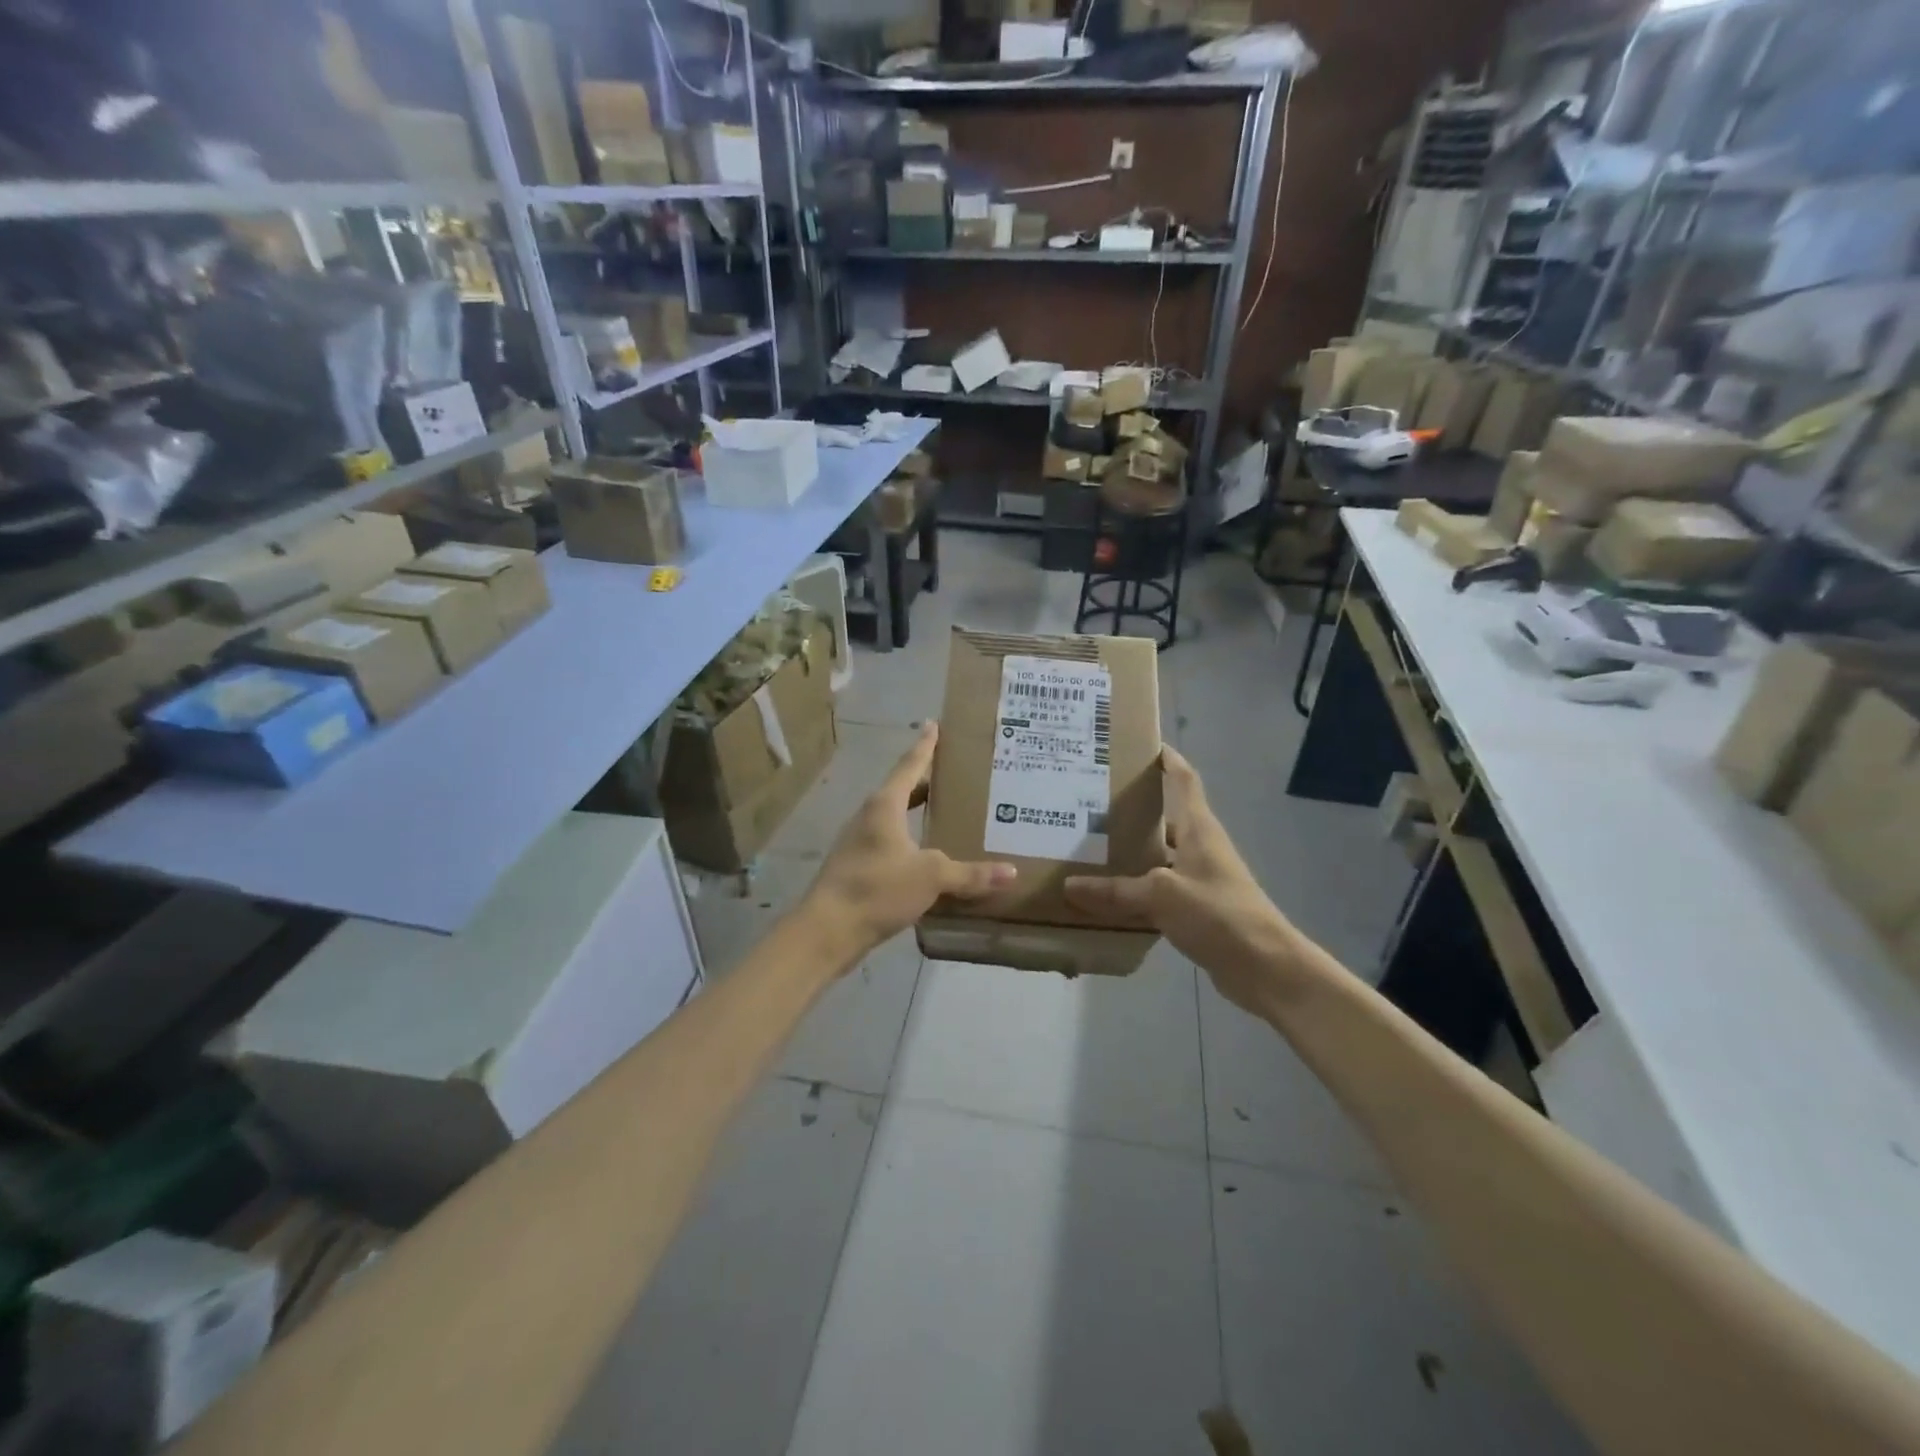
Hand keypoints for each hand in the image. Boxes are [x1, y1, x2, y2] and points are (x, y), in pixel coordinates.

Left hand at [800, 722, 1015, 967]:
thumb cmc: (877, 889)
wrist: (826, 930)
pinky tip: (926, 853)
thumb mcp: (931, 877)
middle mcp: (869, 816)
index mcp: (885, 805)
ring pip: (894, 816)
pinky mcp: (857, 866)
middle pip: (901, 789)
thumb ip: (970, 874)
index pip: (910, 766)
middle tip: (954, 771)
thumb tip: (1011, 872)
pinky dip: (910, 837)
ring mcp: (859, 841)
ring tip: (944, 809)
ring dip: (916, 810)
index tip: (933, 724)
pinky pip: (889, 841)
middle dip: (926, 780)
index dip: (925, 746)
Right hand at [1064, 746, 1295, 1014]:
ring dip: (1128, 852)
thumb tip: (1069, 885)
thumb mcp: (1162, 895)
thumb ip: (1116, 890)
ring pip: (1157, 856)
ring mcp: (1198, 879)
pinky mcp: (1195, 909)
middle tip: (1086, 801)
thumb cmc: (1219, 914)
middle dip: (1130, 809)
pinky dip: (1133, 889)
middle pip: (1163, 818)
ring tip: (1084, 845)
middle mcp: (1199, 847)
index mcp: (1198, 829)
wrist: (1266, 968)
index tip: (1138, 744)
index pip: (1183, 779)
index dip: (1166, 759)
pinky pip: (1156, 890)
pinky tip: (1105, 895)